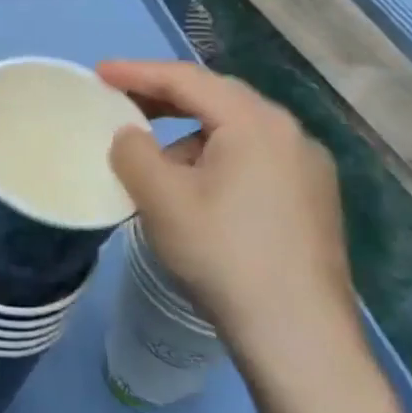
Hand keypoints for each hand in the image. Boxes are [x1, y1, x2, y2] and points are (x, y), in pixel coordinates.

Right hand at [97, 60, 356, 369]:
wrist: (301, 340)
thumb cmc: (224, 255)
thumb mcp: (161, 198)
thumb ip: (132, 151)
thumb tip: (131, 136)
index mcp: (256, 123)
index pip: (187, 80)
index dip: (137, 72)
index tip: (98, 74)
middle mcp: (290, 134)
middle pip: (216, 99)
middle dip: (164, 98)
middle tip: (121, 101)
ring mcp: (308, 169)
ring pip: (236, 131)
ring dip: (190, 134)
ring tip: (156, 160)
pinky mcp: (313, 201)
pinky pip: (254, 158)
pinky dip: (216, 157)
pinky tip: (197, 190)